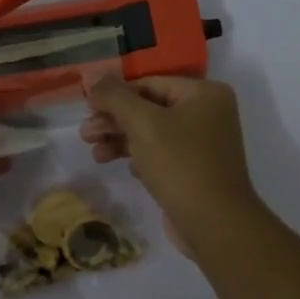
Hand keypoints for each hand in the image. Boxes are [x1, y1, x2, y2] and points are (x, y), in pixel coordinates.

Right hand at [81, 74, 261, 257]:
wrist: (214, 222)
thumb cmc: (180, 164)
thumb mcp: (142, 123)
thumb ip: (115, 96)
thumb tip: (91, 75)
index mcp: (204, 93)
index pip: (150, 83)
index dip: (115, 94)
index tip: (86, 108)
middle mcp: (208, 113)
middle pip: (150, 108)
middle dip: (115, 121)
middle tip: (85, 135)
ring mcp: (204, 144)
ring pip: (153, 134)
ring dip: (122, 141)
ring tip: (96, 155)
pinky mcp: (196, 170)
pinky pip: (162, 155)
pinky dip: (140, 158)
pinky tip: (126, 169)